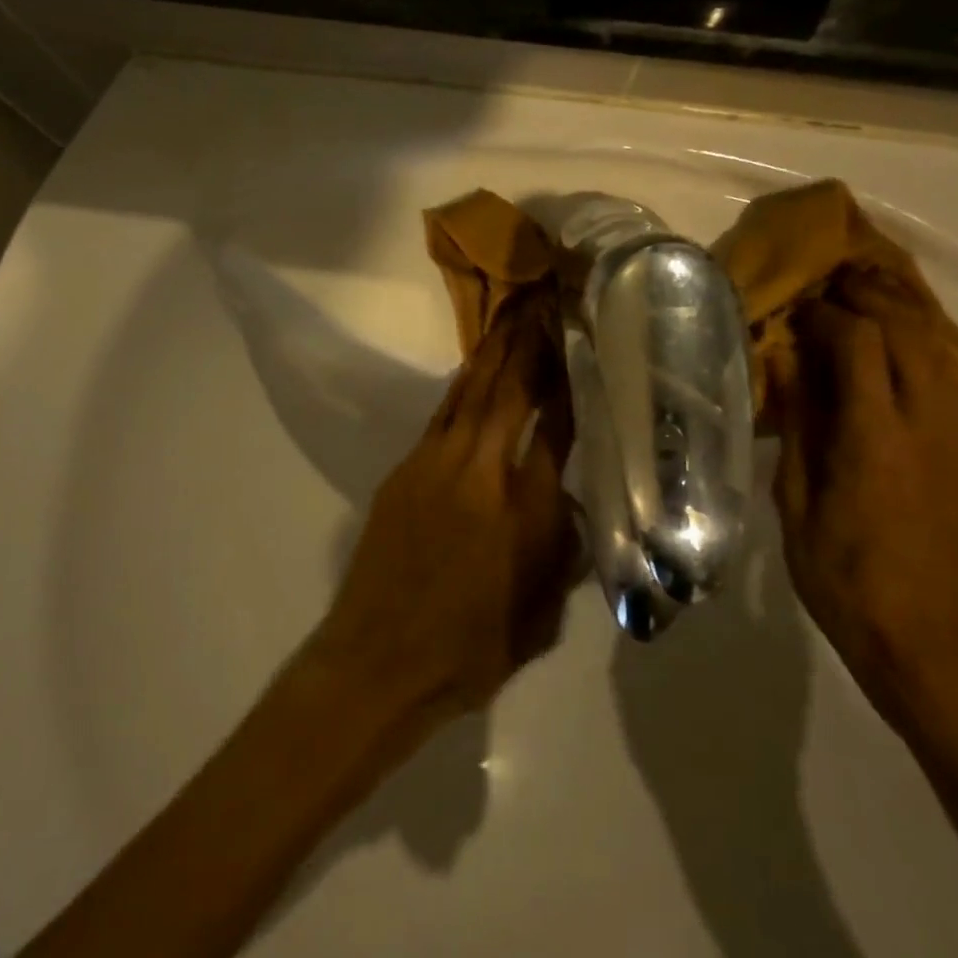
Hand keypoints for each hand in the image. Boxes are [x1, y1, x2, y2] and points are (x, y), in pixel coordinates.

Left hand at [312, 294, 579, 721]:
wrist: (380, 659)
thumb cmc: (472, 648)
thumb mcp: (542, 612)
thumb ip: (563, 549)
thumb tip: (567, 500)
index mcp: (523, 508)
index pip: (555, 425)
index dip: (567, 378)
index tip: (578, 340)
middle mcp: (481, 471)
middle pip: (509, 390)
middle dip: (528, 341)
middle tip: (543, 298)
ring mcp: (435, 464)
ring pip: (471, 392)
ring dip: (494, 351)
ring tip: (513, 313)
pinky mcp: (404, 469)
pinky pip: (443, 414)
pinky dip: (464, 386)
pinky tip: (476, 369)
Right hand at [765, 271, 957, 730]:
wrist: (931, 643)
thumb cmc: (843, 578)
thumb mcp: (796, 506)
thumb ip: (799, 430)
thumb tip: (792, 370)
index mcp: (875, 441)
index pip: (859, 345)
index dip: (829, 314)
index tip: (800, 306)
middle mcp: (930, 427)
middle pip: (911, 332)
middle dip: (873, 296)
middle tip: (836, 280)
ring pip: (947, 349)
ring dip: (910, 311)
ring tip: (875, 289)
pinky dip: (934, 344)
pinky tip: (909, 338)